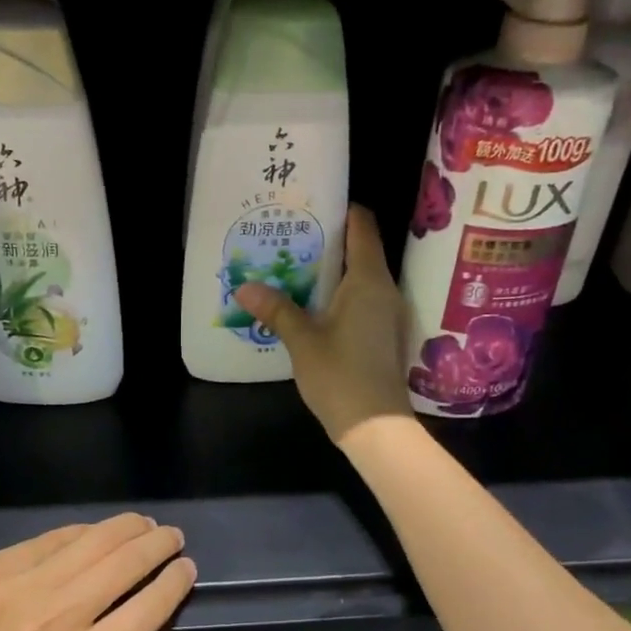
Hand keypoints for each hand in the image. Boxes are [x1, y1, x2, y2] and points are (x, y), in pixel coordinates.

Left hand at [0, 514, 194, 630]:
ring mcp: (24, 584)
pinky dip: (85, 531)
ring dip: (130, 527)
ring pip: (96, 539)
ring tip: (145, 526)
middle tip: (172, 539)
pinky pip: (55, 537)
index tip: (186, 569)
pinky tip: (97, 533)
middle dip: (160, 544)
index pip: (148, 607)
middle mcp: (58, 617)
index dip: (176, 581)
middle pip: (128, 562)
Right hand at [236, 203, 413, 445]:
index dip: (341, 209)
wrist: (376, 426)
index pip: (362, 226)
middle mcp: (384, 288)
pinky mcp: (382, 332)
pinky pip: (361, 297)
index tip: (311, 204)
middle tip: (291, 234)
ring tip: (294, 264)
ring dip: (332, 268)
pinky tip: (311, 300)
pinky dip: (338, 291)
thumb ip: (276, 309)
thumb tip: (244, 286)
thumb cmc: (341, 375)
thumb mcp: (302, 340)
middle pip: (360, 248)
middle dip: (328, 239)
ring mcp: (386, 312)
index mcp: (369, 280)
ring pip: (360, 275)